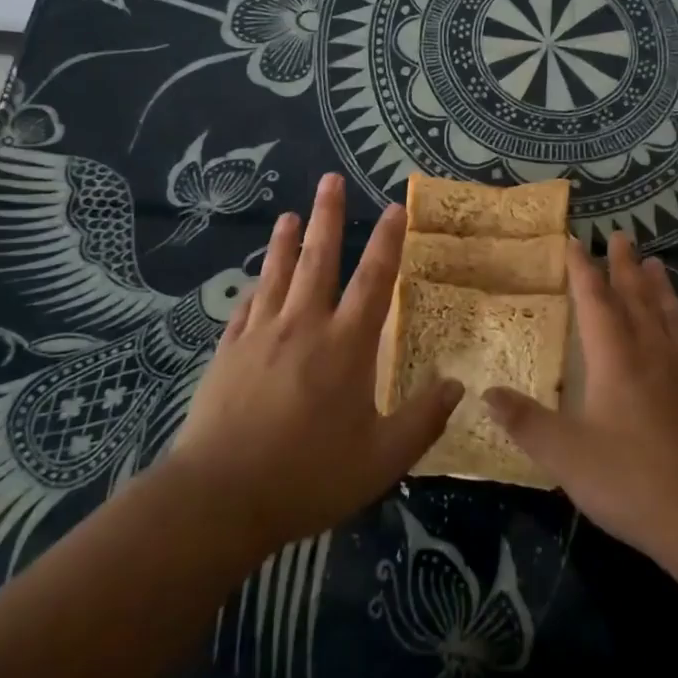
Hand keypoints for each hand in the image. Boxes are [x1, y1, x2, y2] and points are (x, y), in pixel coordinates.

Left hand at [166, 174, 461, 555]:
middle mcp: (303, 326)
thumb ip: (422, 420)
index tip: (394, 208)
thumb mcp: (381, 459)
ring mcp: (260, 335)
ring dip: (285, 242)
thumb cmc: (308, 476)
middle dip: (327, 216)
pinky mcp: (228, 353)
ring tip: (290, 214)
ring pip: (276, 275)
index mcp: (345, 346)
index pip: (374, 280)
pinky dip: (255, 289)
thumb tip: (458, 384)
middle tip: (330, 179)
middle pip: (318, 259)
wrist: (219, 498)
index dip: (387, 241)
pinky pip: (245, 308)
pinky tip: (256, 282)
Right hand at [484, 233, 677, 567]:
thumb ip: (525, 422)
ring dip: (658, 285)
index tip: (575, 242)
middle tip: (621, 235)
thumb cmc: (629, 480)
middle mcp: (651, 352)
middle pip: (636, 296)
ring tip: (656, 262)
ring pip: (667, 313)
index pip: (595, 300)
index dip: (583, 270)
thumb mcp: (565, 456)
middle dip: (625, 265)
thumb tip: (486, 393)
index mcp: (615, 358)